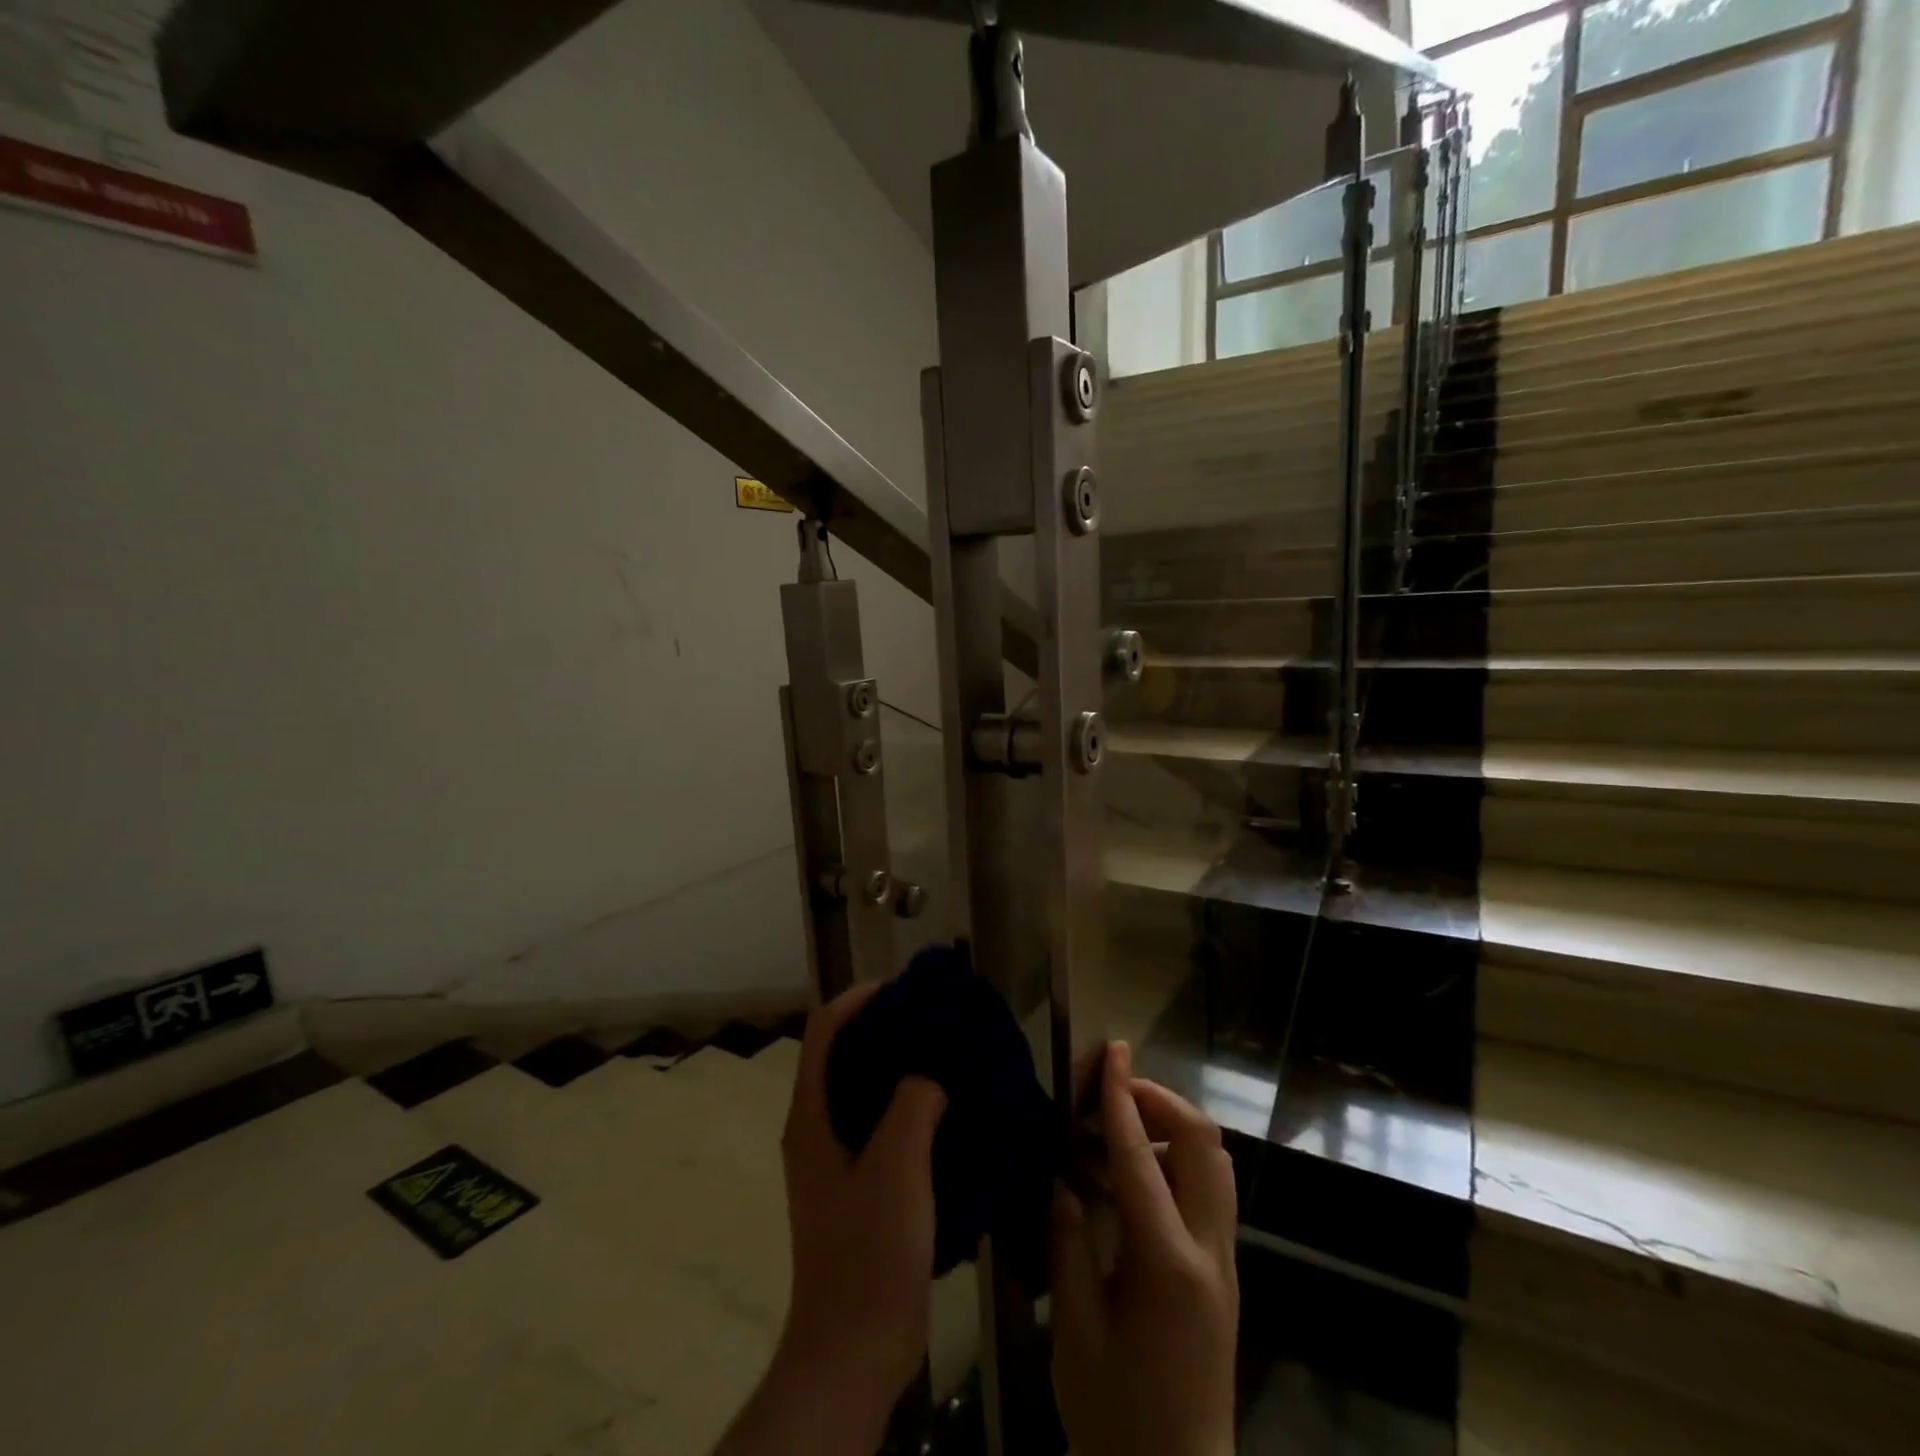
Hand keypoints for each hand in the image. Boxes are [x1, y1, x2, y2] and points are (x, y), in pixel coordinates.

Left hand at [716, 982, 947, 1455]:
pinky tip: (948, 1110)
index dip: (858, 998)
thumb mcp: (897, 1164)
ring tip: (948, 1055)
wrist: (855, 1347)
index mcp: (810, 1116)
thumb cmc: (869, 1248)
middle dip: (884, 1028)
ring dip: (900, 1067)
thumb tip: (931, 1073)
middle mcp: (816, 1129)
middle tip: (934, 1018)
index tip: (903, 987)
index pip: (824, 1031)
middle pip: (844, 1055)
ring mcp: (836, 1160)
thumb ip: (914, 1101)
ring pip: (865, 1091)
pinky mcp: (859, 1187)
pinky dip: (909, 1105)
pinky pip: (882, 1126)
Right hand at [1051, 1041, 1239, 1455]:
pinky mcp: (1224, 1272)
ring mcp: (1225, 1261)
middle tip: (1112, 1090)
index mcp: (1166, 1265)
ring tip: (1121, 1124)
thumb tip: (1063, 1179)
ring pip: (1216, 1161)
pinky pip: (1211, 1188)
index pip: (1139, 1157)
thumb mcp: (1075, 1333)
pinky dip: (1178, 1157)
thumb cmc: (1116, 1417)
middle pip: (1202, 1143)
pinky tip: (1135, 1174)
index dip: (1120, 1097)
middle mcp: (1208, 1251)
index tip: (1110, 1051)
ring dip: (1172, 1125)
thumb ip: (1068, 1244)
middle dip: (1160, 1099)